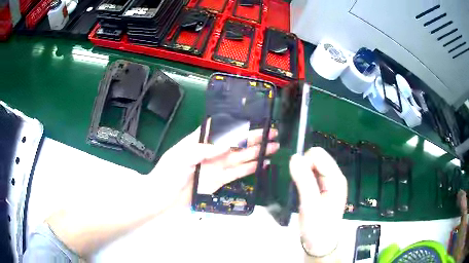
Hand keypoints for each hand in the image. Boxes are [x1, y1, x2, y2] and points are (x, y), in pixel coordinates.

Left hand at [148, 127, 278, 211]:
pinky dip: (251, 168)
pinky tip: (263, 163)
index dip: (238, 123)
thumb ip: (203, 149)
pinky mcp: (220, 180)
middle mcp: (212, 151)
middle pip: (237, 142)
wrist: (163, 198)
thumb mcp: (181, 156)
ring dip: (257, 151)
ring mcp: (217, 166)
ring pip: (241, 157)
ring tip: (273, 147)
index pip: (223, 128)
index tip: (255, 119)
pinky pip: (238, 172)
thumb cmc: (167, 173)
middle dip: (254, 137)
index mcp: (201, 140)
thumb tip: (226, 144)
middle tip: (272, 132)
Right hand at [289, 147, 346, 256]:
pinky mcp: (322, 189)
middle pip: (316, 159)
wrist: (319, 245)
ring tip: (301, 192)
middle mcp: (334, 177)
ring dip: (303, 175)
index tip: (297, 179)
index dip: (305, 162)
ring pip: (312, 167)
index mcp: (336, 179)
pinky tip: (302, 193)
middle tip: (299, 188)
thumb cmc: (317, 227)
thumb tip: (294, 157)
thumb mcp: (310, 205)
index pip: (318, 155)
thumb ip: (303, 180)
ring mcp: (329, 183)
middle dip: (304, 168)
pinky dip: (303, 180)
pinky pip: (311, 176)